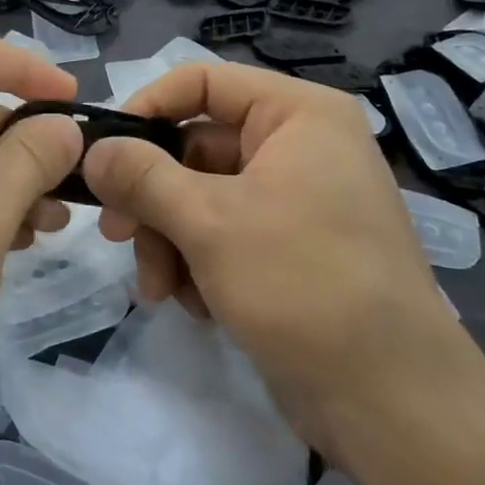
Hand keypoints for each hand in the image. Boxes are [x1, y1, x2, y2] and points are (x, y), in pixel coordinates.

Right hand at [82, 63, 462, 438]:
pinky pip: (223, 235)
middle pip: (195, 148)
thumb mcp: (209, 221)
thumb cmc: (302, 283)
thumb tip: (93, 150)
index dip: (147, 108)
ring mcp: (296, 200)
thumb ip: (142, 177)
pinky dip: (198, 265)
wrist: (391, 402)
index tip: (103, 152)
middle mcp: (299, 146)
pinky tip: (196, 306)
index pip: (202, 82)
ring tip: (160, 290)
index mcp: (297, 115)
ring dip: (169, 241)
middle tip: (117, 236)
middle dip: (153, 199)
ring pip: (201, 198)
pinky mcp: (290, 249)